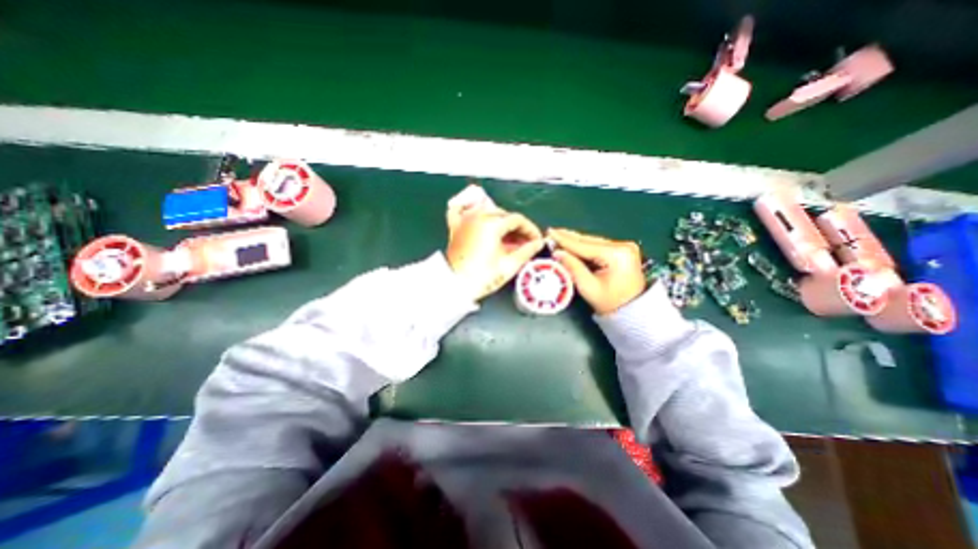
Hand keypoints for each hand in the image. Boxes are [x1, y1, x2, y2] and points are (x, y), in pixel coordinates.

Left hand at [447, 207, 545, 300]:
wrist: (454, 285)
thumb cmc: (482, 277)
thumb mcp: (509, 265)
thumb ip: (527, 251)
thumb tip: (538, 243)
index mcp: (492, 224)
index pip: (517, 219)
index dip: (530, 229)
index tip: (536, 240)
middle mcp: (478, 216)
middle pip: (504, 215)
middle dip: (517, 227)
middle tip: (525, 243)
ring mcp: (465, 220)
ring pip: (488, 213)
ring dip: (501, 222)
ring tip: (509, 238)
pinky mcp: (455, 227)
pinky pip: (461, 209)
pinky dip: (470, 208)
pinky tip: (478, 214)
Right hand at [547, 228, 646, 314]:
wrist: (633, 311)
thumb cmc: (609, 302)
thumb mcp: (588, 287)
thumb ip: (572, 267)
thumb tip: (557, 252)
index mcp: (616, 254)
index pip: (584, 245)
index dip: (564, 240)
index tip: (549, 232)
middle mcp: (622, 245)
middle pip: (589, 240)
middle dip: (569, 238)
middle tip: (551, 233)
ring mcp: (625, 246)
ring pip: (593, 241)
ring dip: (576, 241)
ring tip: (559, 237)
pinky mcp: (624, 250)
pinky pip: (599, 246)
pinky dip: (585, 246)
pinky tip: (573, 244)